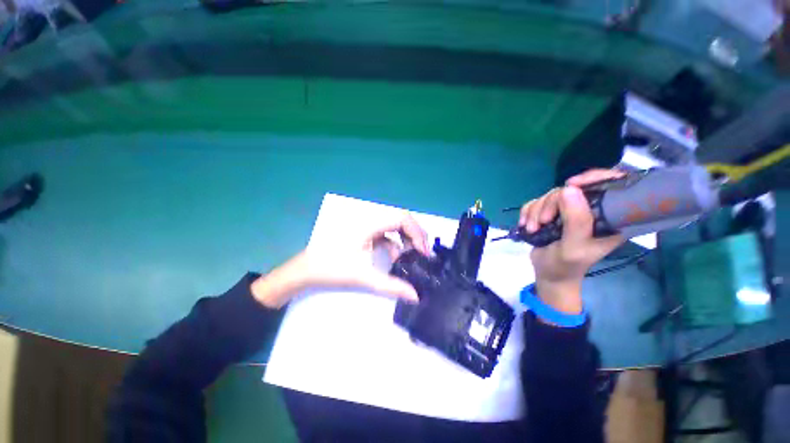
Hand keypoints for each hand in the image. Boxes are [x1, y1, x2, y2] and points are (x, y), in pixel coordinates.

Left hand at [251, 214, 429, 307]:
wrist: (304, 271)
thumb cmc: (332, 268)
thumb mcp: (363, 277)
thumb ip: (391, 286)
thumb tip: (416, 296)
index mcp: (370, 225)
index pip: (402, 218)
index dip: (416, 232)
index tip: (423, 252)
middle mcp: (370, 222)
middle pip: (400, 220)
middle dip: (415, 235)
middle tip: (423, 253)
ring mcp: (367, 228)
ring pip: (394, 227)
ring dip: (406, 240)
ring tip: (414, 256)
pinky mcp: (364, 235)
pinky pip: (386, 236)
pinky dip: (395, 245)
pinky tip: (397, 258)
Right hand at [519, 169, 625, 312]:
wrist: (547, 274)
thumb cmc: (566, 266)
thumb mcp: (573, 247)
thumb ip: (576, 221)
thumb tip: (569, 189)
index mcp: (610, 218)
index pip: (613, 184)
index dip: (594, 178)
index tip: (571, 185)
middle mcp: (591, 210)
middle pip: (571, 189)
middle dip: (551, 204)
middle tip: (543, 222)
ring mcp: (569, 210)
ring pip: (550, 195)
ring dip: (536, 211)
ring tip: (533, 229)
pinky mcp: (552, 212)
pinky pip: (537, 201)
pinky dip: (528, 212)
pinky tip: (526, 224)